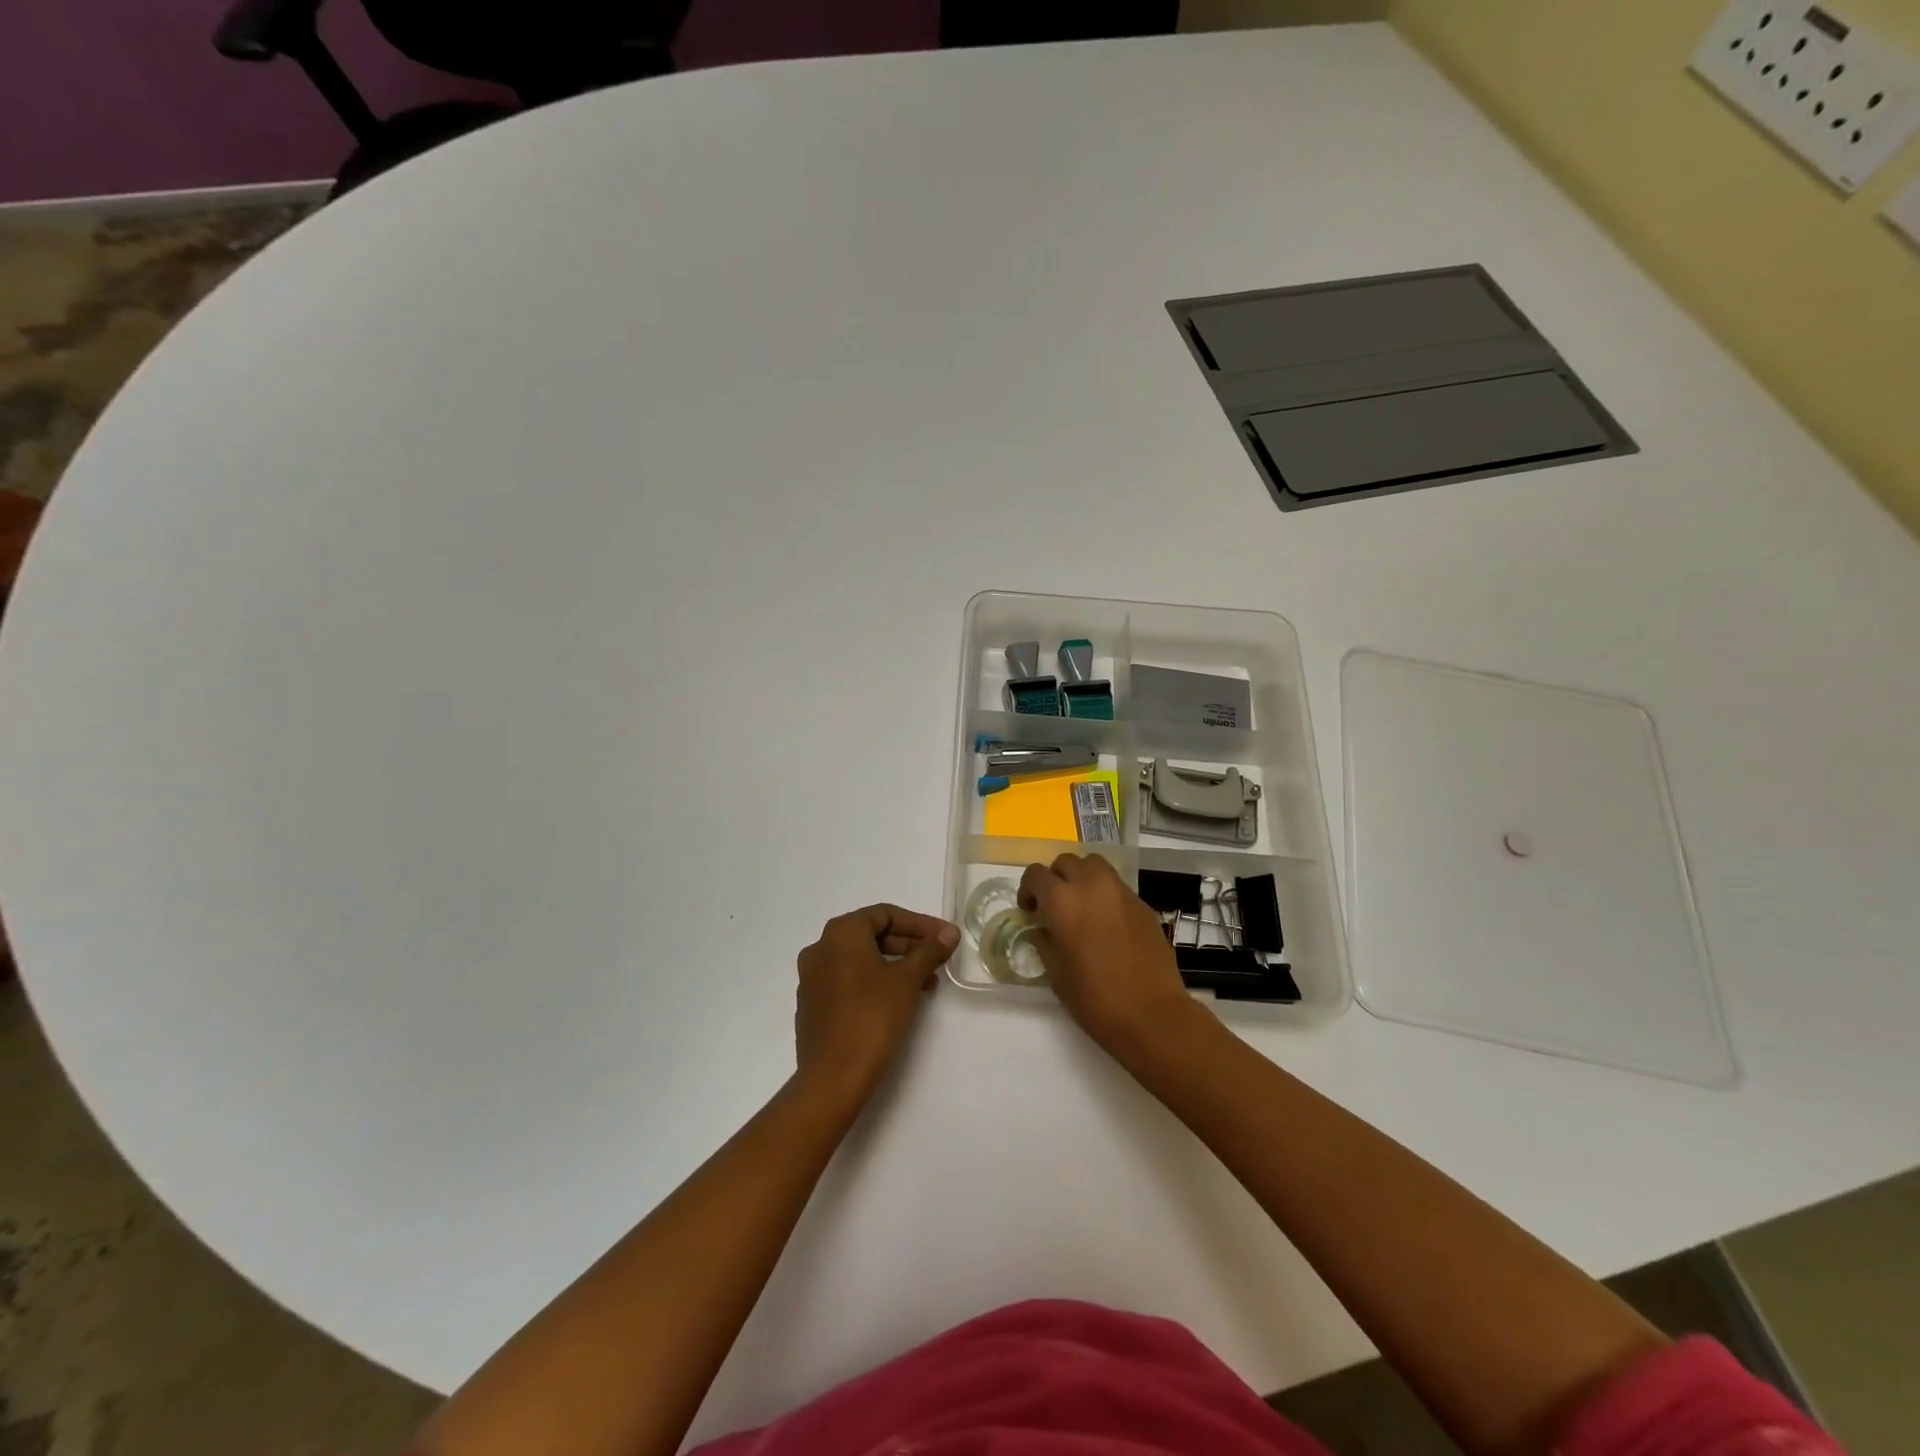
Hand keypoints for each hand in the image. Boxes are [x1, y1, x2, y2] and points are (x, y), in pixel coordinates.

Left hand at [794, 904, 957, 1109]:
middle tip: (938, 960)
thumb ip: (929, 951)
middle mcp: (820, 948)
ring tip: (926, 985)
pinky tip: (898, 1001)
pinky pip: (848, 981)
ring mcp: (812, 978)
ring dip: (895, 966)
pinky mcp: (813, 1005)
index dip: (919, 924)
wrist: (833, 1078)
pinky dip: (875, 982)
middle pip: (871, 935)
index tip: (945, 937)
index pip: (885, 914)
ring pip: (861, 960)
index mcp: (840, 933)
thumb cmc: (872, 1017)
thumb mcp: (908, 980)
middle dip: (909, 945)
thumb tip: (950, 932)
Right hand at [1019, 854, 1202, 1061]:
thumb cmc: (1094, 998)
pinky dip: (1105, 895)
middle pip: (1066, 862)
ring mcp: (1121, 892)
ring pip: (1095, 866)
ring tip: (1082, 907)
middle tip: (1055, 906)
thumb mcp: (1055, 972)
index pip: (1036, 874)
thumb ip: (1044, 940)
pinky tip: (1107, 924)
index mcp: (1062, 900)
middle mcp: (1091, 885)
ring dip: (1082, 878)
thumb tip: (1042, 928)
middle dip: (1056, 879)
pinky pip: (1117, 887)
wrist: (1151, 1014)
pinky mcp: (1142, 904)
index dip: (1028, 890)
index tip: (1030, 911)